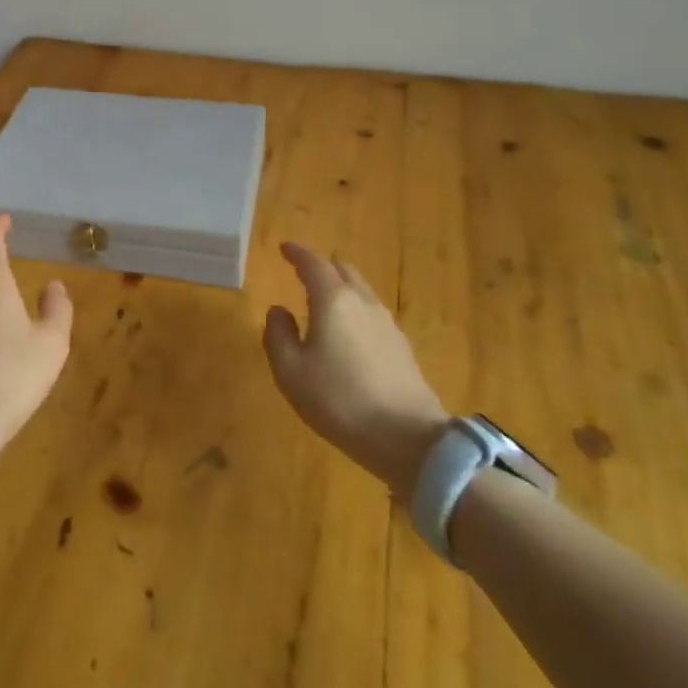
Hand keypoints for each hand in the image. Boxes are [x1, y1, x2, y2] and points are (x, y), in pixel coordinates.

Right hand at [263, 243, 447, 498]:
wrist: (409, 439)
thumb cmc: (339, 400)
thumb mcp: (291, 372)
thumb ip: (278, 335)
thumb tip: (278, 311)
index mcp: (333, 300)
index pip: (313, 263)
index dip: (297, 253)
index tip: (284, 248)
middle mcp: (363, 302)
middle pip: (342, 270)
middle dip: (321, 267)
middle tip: (303, 273)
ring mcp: (387, 324)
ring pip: (361, 291)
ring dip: (340, 289)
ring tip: (323, 304)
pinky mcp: (401, 347)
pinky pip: (372, 314)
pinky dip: (355, 311)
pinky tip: (348, 334)